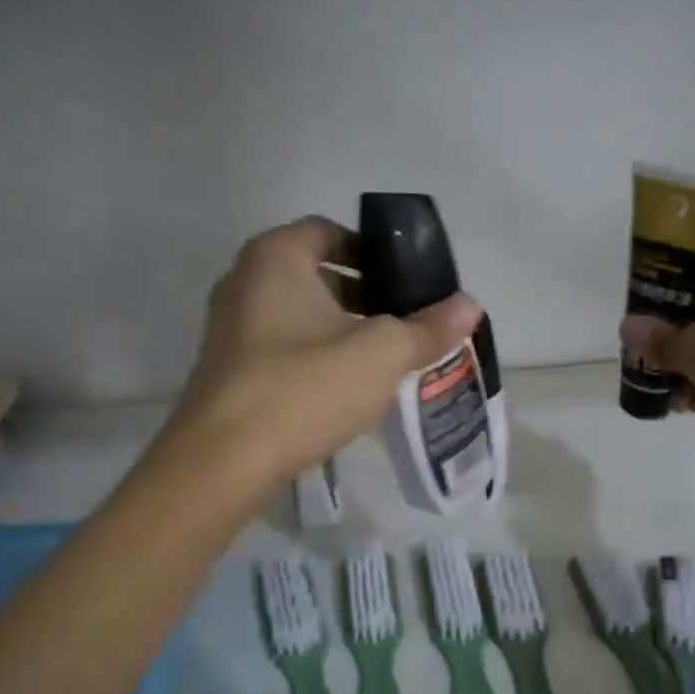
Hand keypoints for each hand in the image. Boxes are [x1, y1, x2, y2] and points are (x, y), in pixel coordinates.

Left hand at [168, 216, 482, 488]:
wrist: (223, 461)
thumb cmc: (304, 388)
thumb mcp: (380, 354)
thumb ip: (427, 327)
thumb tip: (470, 306)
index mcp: (276, 257)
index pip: (331, 232)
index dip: (374, 252)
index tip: (408, 283)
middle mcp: (244, 281)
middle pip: (316, 274)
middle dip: (364, 295)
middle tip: (405, 323)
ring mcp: (230, 327)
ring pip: (300, 314)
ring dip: (342, 329)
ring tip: (383, 360)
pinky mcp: (229, 369)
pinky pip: (283, 347)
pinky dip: (316, 356)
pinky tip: (345, 389)